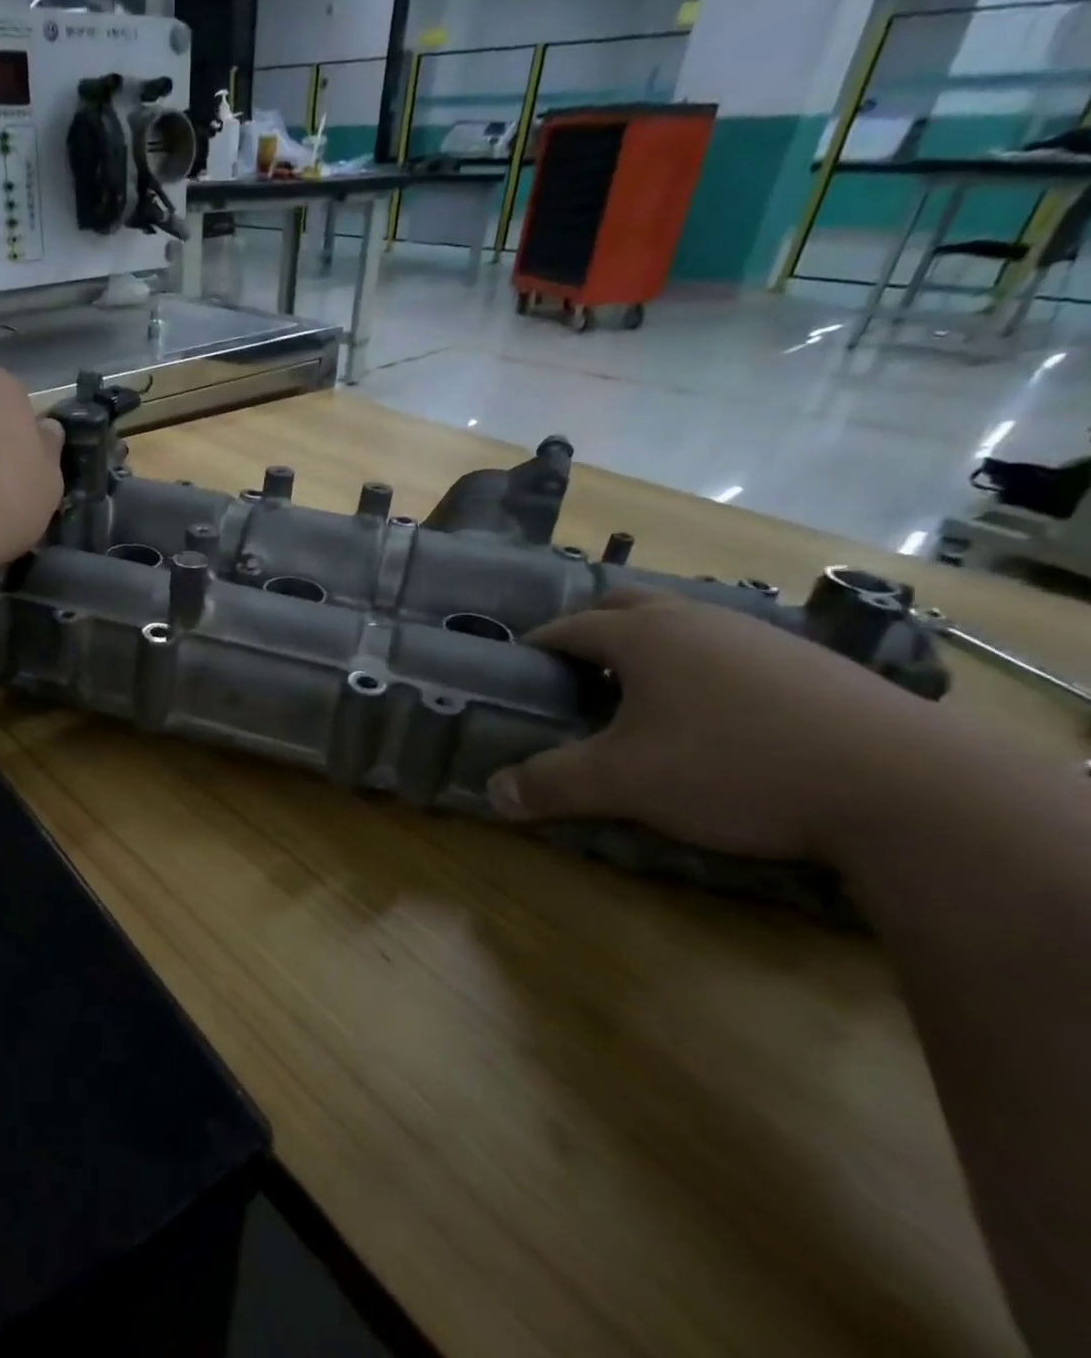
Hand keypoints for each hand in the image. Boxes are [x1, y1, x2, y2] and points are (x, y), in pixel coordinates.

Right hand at [486, 588, 936, 860]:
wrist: (903, 787)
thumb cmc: (733, 767)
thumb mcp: (624, 782)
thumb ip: (551, 783)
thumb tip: (495, 793)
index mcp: (644, 634)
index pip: (571, 626)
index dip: (538, 644)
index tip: (518, 666)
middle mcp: (699, 619)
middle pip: (628, 605)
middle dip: (593, 630)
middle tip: (575, 673)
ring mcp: (760, 636)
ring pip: (685, 625)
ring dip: (651, 648)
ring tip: (639, 697)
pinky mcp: (809, 665)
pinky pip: (730, 650)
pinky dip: (702, 669)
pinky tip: (714, 716)